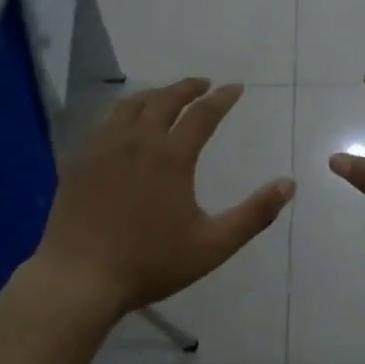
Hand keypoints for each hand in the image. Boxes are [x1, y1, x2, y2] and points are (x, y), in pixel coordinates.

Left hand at [35, 78, 294, 316]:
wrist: (80, 279)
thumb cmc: (151, 263)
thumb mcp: (213, 245)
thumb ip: (254, 214)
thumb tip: (288, 184)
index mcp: (170, 157)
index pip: (202, 114)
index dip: (222, 98)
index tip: (235, 88)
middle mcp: (135, 141)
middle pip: (163, 99)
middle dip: (187, 87)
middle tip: (203, 84)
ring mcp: (100, 149)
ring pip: (128, 106)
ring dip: (153, 95)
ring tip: (165, 97)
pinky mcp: (76, 163)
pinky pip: (101, 125)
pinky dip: (121, 116)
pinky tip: (122, 129)